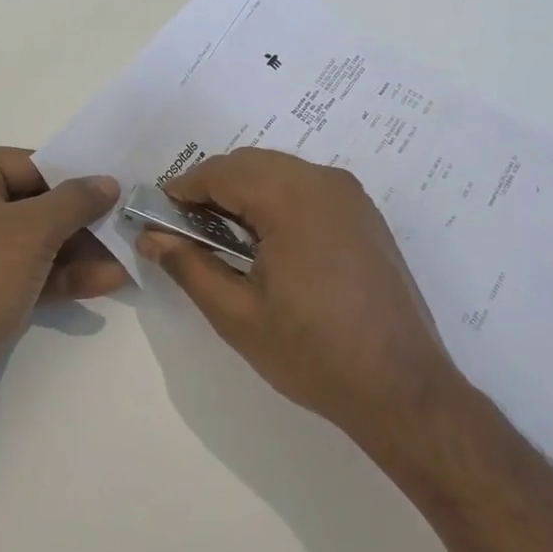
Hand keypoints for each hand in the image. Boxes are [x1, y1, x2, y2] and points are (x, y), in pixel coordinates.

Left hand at [0, 148, 125, 412]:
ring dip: (81, 252)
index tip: (122, 190)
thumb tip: (108, 182)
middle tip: (131, 226)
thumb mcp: (29, 232)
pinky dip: (64, 276)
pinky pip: (30, 270)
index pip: (33, 165)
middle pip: (38, 203)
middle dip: (84, 222)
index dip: (78, 178)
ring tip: (129, 258)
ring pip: (37, 241)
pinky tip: (108, 281)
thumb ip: (74, 202)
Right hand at [137, 149, 461, 446]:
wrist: (402, 388)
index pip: (221, 172)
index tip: (157, 217)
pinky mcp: (364, 215)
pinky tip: (265, 242)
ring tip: (221, 238)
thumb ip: (189, 266)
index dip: (182, 190)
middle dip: (211, 189)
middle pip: (250, 164)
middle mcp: (324, 181)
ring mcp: (350, 196)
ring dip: (243, 193)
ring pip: (279, 172)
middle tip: (185, 231)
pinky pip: (306, 187)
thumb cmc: (313, 352)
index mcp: (291, 198)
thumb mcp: (237, 314)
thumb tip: (151, 237)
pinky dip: (275, 200)